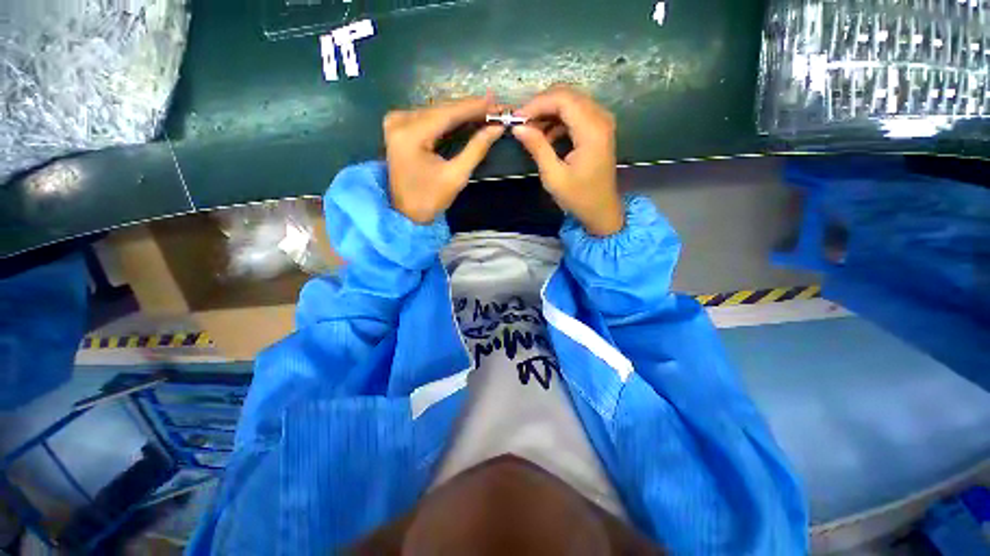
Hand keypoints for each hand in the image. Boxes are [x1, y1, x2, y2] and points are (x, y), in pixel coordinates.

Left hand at [384, 96, 504, 223]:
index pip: (448, 113)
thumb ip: (476, 149)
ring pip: (436, 112)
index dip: (474, 107)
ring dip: (460, 114)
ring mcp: (396, 122)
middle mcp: (399, 121)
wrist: (405, 213)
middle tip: (495, 108)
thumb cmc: (430, 199)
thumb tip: (497, 128)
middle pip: (441, 110)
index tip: (497, 102)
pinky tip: (465, 118)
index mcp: (410, 134)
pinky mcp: (398, 127)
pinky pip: (428, 118)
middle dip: (469, 110)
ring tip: (485, 112)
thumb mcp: (456, 176)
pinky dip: (448, 120)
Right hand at [512, 86, 623, 235]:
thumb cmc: (578, 197)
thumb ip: (537, 147)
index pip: (563, 99)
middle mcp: (600, 119)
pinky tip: (546, 136)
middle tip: (521, 122)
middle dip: (541, 105)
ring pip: (571, 102)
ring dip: (548, 112)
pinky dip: (558, 120)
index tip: (516, 118)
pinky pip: (576, 113)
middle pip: (568, 95)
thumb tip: (518, 127)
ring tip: (530, 131)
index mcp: (592, 130)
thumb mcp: (554, 176)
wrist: (601, 210)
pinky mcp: (598, 129)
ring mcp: (601, 122)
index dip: (537, 104)